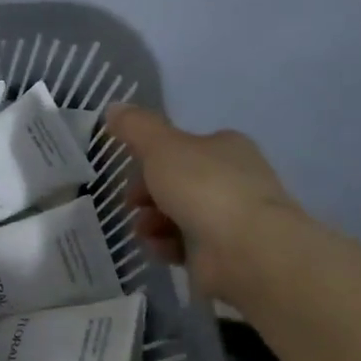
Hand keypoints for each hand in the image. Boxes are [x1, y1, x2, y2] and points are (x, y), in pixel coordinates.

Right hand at [103, 105, 300, 303]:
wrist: (246, 251)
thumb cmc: (204, 188)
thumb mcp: (161, 147)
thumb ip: (135, 127)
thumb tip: (113, 107)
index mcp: (226, 148)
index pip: (184, 147)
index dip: (152, 157)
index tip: (130, 169)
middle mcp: (234, 179)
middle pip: (177, 182)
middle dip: (147, 194)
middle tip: (132, 203)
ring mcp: (232, 218)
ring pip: (179, 215)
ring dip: (152, 221)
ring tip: (145, 231)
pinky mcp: (227, 253)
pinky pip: (187, 245)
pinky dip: (168, 246)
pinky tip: (161, 249)